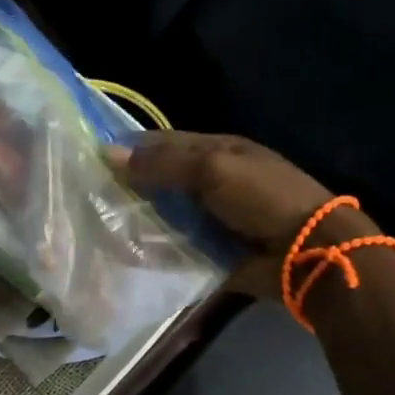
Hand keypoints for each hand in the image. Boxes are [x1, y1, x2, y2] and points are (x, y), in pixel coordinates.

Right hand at [107, 132, 363, 296]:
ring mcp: (211, 218)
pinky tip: (123, 252)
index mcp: (218, 150)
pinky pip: (175, 247)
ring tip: (96, 224)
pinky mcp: (211, 251)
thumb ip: (162, 163)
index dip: (131, 148)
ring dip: (138, 219)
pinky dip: (154, 249)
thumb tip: (107, 152)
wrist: (308, 252)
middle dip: (129, 186)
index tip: (91, 157)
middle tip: (87, 194)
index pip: (165, 143)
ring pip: (165, 215)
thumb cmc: (263, 197)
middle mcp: (212, 181)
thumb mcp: (213, 169)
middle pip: (162, 180)